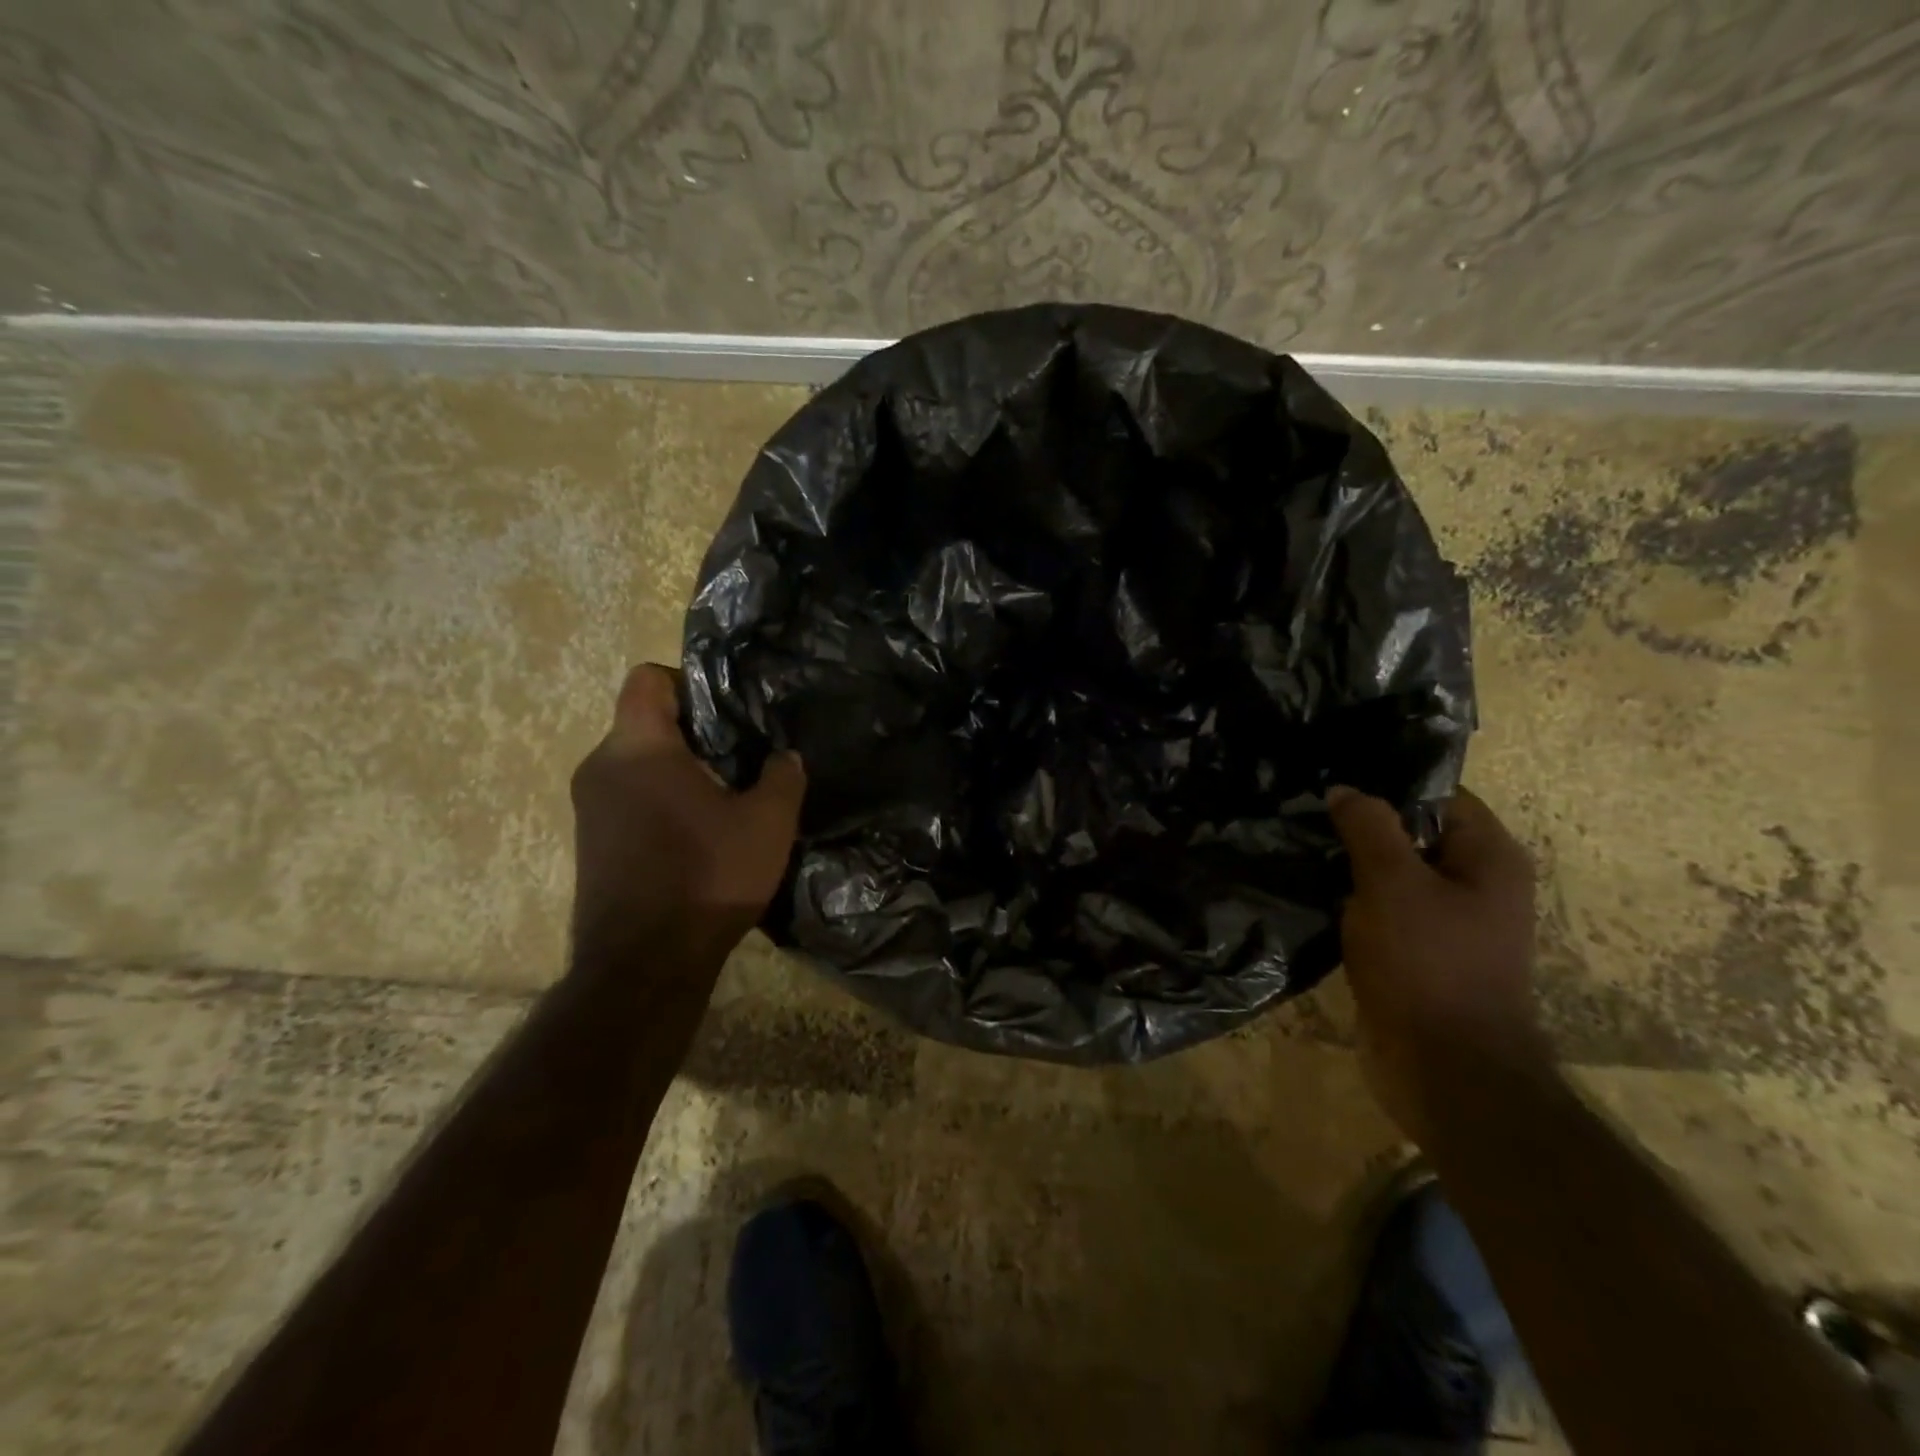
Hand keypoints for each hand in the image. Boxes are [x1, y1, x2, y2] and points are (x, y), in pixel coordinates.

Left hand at [570, 664, 805, 961]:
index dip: (687, 680)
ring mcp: (588, 807)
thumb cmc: (707, 878)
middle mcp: (600, 766)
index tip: (725, 711)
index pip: (647, 678)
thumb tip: (784, 758)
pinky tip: (696, 836)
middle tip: (739, 759)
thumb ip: (782, 777)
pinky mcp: (589, 842)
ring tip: (723, 800)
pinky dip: (659, 801)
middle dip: (692, 733)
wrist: (644, 965)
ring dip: (677, 771)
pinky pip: (627, 797)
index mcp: (638, 747)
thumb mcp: (768, 823)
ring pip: (636, 763)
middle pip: (644, 722)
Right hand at [1327, 784, 1549, 1143]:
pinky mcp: (1420, 953)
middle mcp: (1476, 884)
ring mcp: (1448, 922)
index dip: (1387, 784)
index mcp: (1489, 858)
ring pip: (1393, 874)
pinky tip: (1311, 889)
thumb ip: (1369, 827)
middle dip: (1361, 824)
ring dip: (1351, 864)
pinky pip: (1383, 910)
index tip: (1332, 779)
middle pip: (1413, 834)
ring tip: (1299, 843)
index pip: (1440, 796)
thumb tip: (1345, 789)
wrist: (1445, 1069)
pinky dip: (1352, 899)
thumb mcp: (1392, 883)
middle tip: (1305, 810)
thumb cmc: (1427, 964)